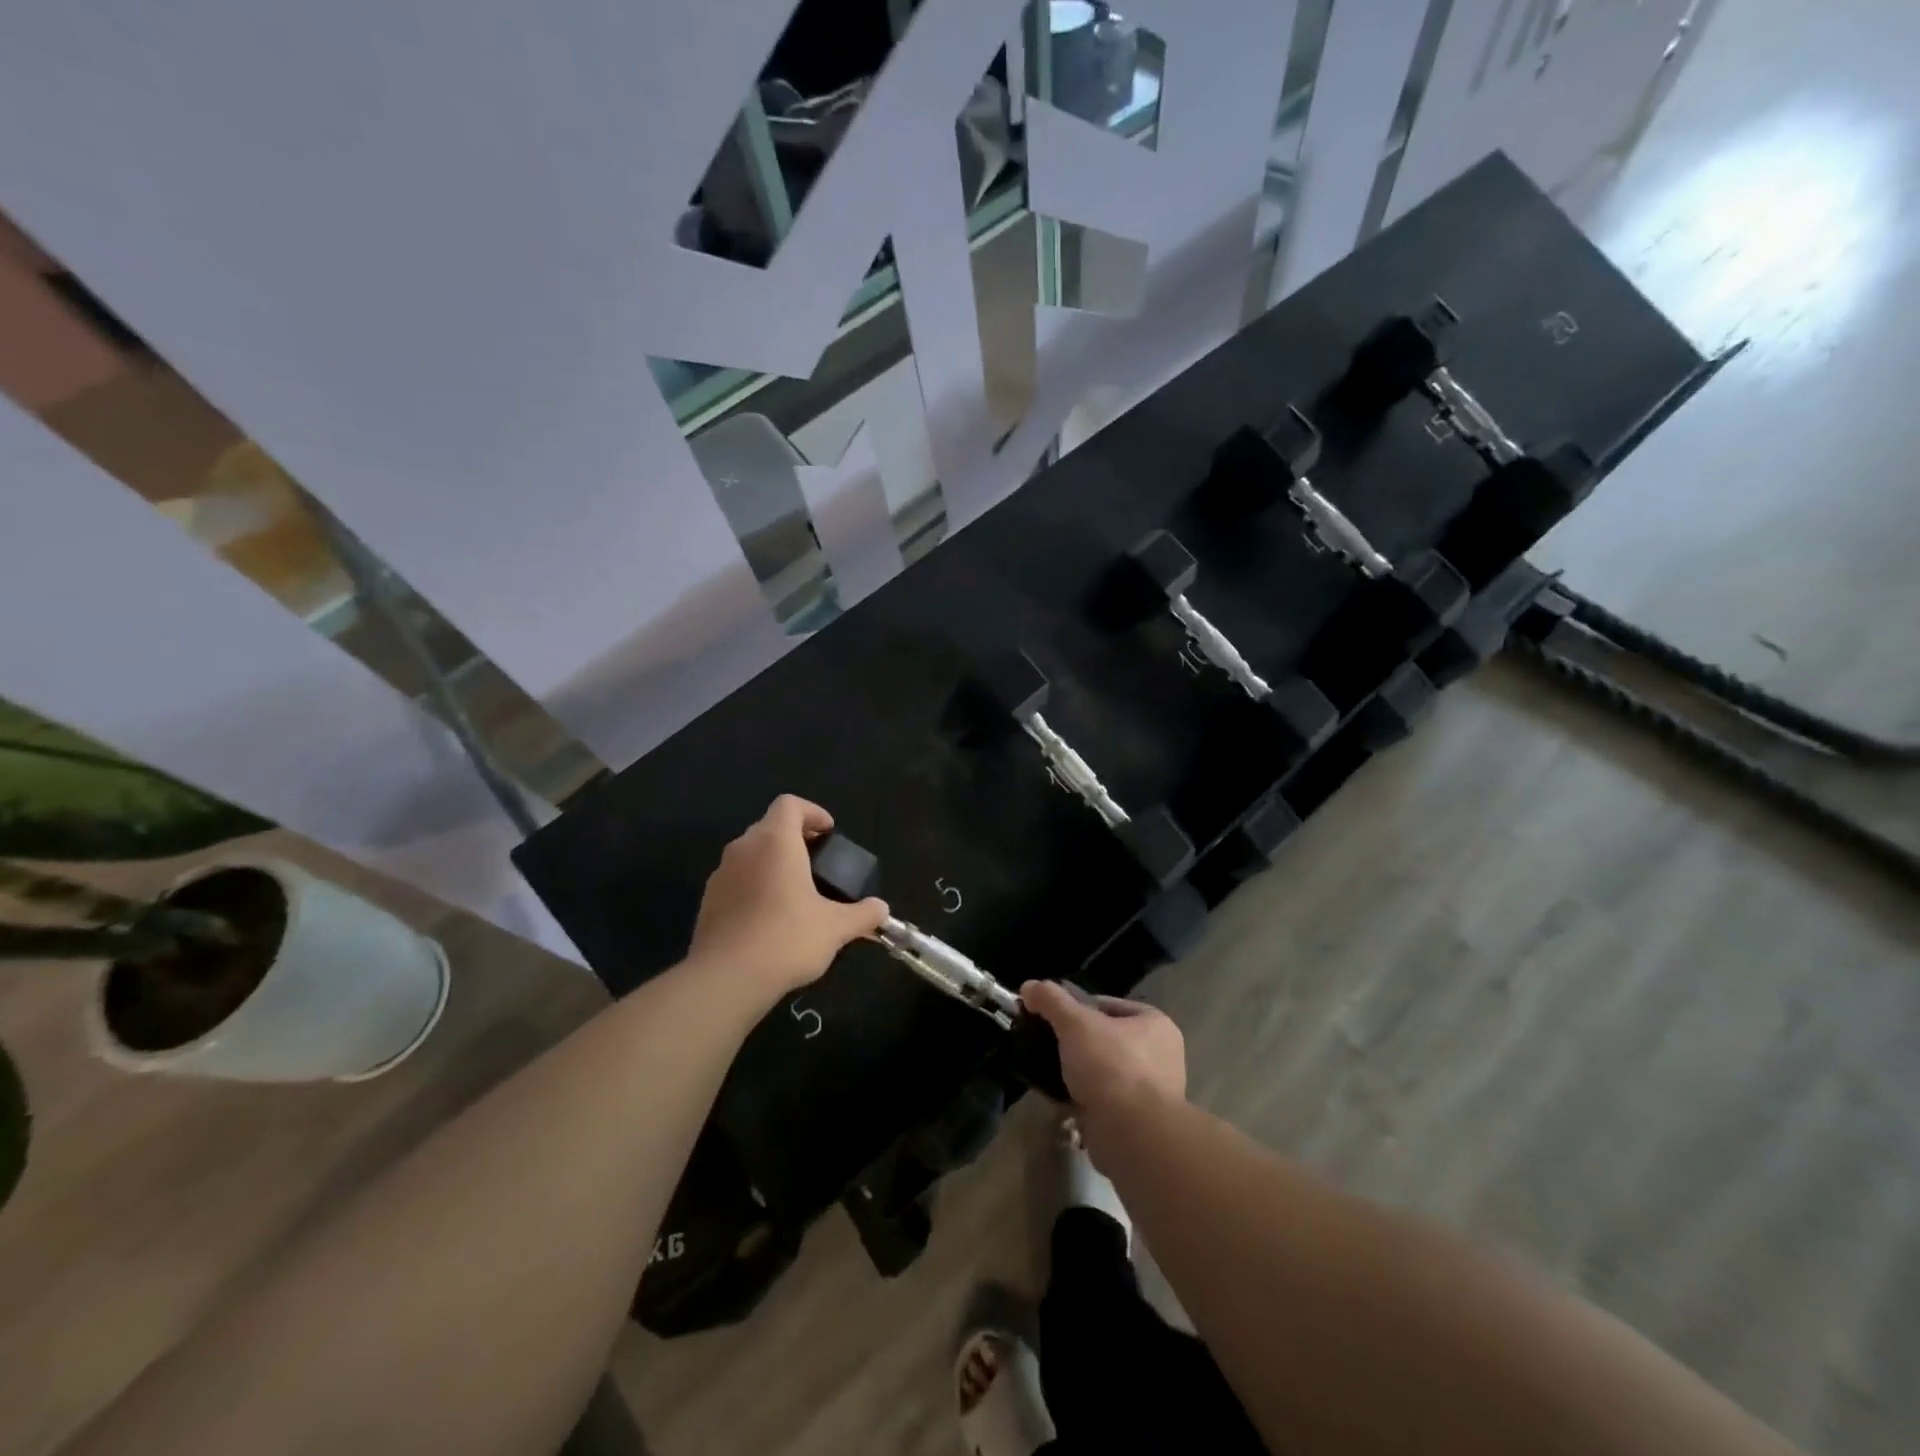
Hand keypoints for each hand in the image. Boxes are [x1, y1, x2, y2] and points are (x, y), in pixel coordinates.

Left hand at [689, 795, 887, 1004]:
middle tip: (818, 864)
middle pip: (770, 827)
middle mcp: (744, 848)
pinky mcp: (708, 901)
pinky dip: (755, 886)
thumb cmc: (787, 938)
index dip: (812, 813)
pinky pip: (737, 880)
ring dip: (773, 863)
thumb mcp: (835, 927)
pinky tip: (770, 918)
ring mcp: (721, 874)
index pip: (790, 805)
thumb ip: (862, 914)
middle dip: (795, 839)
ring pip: (751, 854)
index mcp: (775, 841)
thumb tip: (881, 909)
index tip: (829, 834)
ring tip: (796, 893)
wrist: (726, 979)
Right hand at [1020, 980, 1184, 1122]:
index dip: (1077, 1007)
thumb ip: (1051, 1000)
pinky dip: (1084, 1098)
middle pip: (1106, 1038)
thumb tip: (1029, 986)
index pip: (1108, 1005)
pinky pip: (1104, 1100)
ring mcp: (1152, 1090)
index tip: (1052, 1016)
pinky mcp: (1138, 1121)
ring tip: (1050, 1071)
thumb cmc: (1110, 1066)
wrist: (1131, 1134)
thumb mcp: (1075, 1023)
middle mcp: (1160, 1054)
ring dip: (1080, 1073)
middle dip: (1077, 1043)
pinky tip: (1061, 1097)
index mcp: (1155, 1024)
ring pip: (1104, 1070)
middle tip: (1049, 1044)